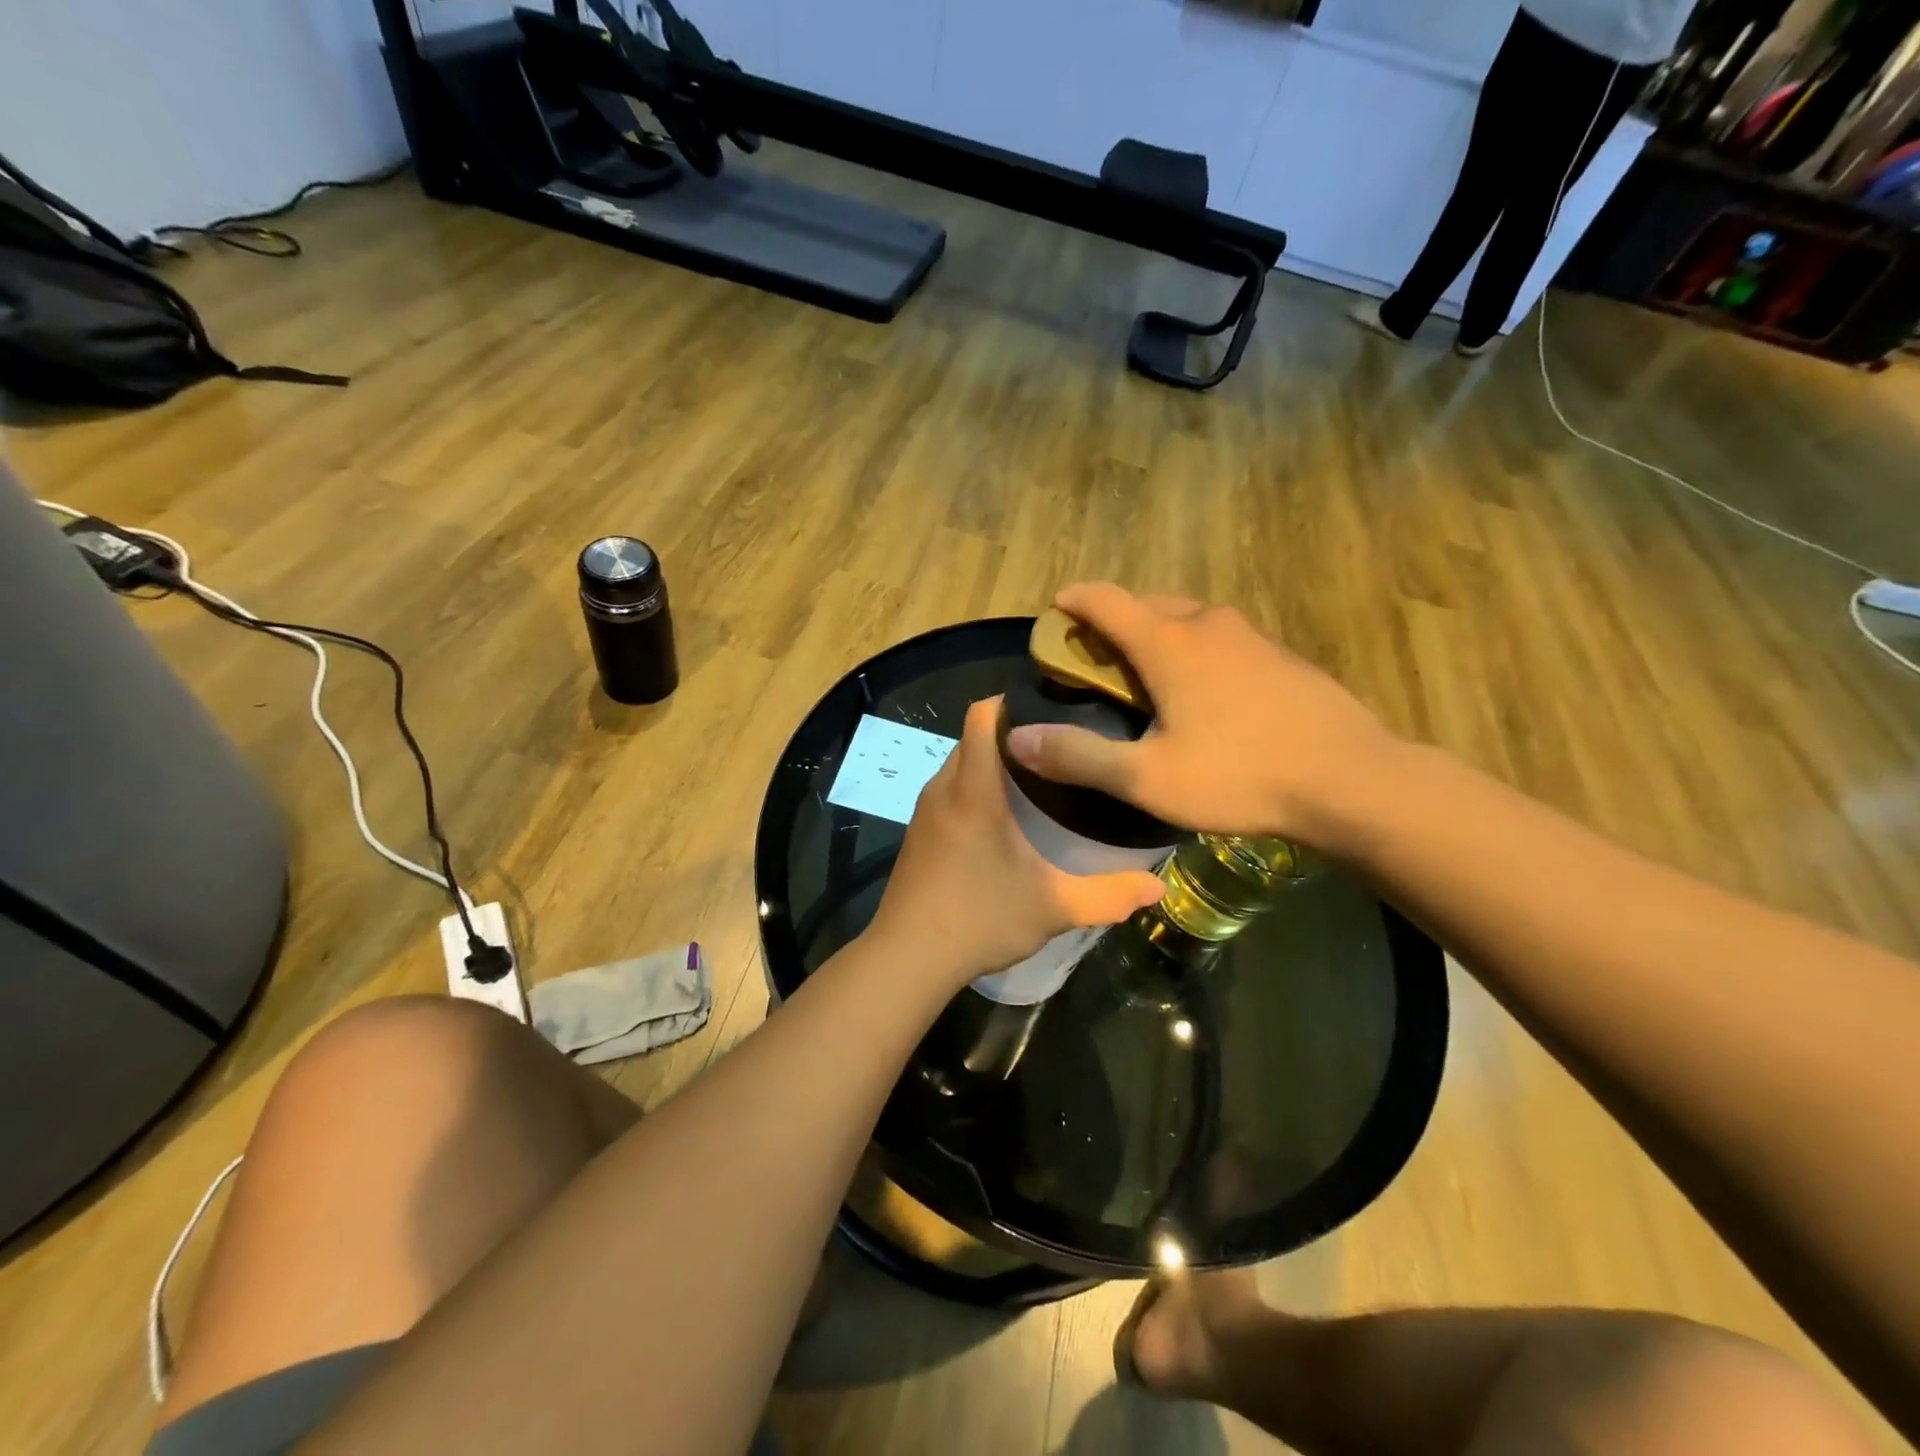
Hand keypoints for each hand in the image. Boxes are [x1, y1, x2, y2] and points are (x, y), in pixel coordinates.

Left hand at [865, 697, 1165, 988]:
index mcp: (973, 789)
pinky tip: (1003, 817)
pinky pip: (949, 789)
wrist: (908, 958)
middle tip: (1059, 746)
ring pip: (959, 763)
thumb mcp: (1053, 908)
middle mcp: (944, 788)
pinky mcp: (918, 833)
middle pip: (973, 736)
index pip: (982, 716)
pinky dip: (974, 786)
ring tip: (1038, 777)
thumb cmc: (980, 919)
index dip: (1012, 700)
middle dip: (1011, 732)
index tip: (1051, 706)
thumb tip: (1158, 888)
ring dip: (992, 762)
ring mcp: (925, 811)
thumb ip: (1108, 895)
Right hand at [1003, 583, 1402, 848]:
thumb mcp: (1147, 779)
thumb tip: (1017, 739)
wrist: (1352, 780)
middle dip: (1115, 620)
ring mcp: (1251, 637)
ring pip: (1189, 620)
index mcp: (1169, 644)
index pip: (1106, 600)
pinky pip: (1222, 640)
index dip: (1075, 600)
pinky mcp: (1281, 657)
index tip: (1055, 609)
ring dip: (1158, 634)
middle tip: (1096, 657)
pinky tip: (1205, 693)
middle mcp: (1208, 625)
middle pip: (1148, 603)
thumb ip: (1079, 757)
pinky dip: (1196, 650)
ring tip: (1146, 674)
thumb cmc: (1240, 776)